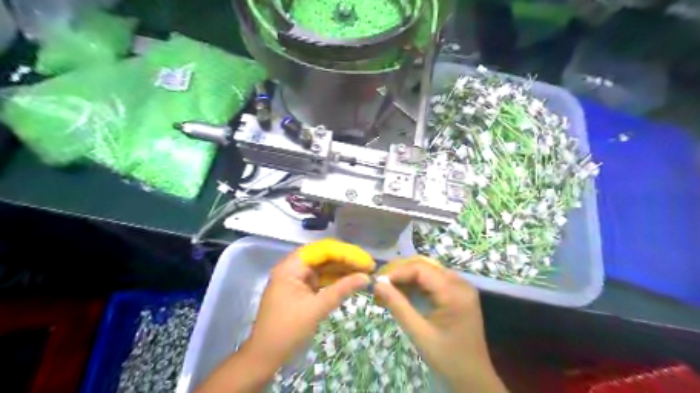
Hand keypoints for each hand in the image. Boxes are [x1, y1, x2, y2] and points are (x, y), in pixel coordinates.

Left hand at [251, 250, 371, 365]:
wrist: (265, 357)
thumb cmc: (287, 331)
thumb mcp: (316, 309)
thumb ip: (342, 290)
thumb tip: (366, 277)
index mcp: (292, 266)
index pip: (324, 250)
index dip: (347, 253)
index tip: (366, 262)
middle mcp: (293, 267)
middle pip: (324, 256)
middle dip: (346, 260)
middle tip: (369, 267)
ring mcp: (296, 278)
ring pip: (324, 267)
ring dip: (343, 269)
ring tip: (364, 273)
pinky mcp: (300, 289)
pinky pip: (321, 279)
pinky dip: (335, 280)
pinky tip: (350, 281)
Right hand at [374, 257, 506, 391]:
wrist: (473, 378)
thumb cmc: (447, 359)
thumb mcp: (419, 333)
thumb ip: (398, 306)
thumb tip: (377, 284)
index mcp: (454, 293)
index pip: (421, 269)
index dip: (397, 272)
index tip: (378, 283)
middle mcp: (460, 283)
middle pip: (424, 266)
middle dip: (400, 273)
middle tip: (380, 284)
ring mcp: (461, 287)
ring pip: (427, 271)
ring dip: (406, 278)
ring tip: (387, 289)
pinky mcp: (458, 293)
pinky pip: (433, 280)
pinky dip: (416, 284)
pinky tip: (401, 293)